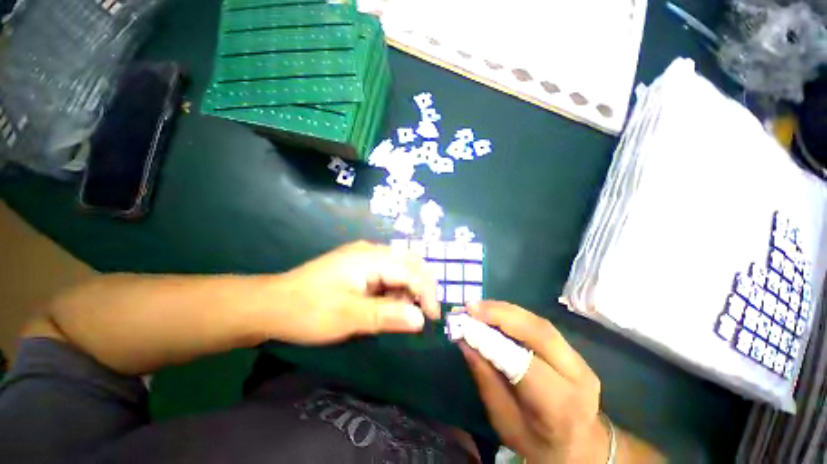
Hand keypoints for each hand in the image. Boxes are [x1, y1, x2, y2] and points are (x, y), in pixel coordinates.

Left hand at [265, 241, 439, 344]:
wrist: (271, 304)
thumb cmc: (309, 310)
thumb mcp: (349, 317)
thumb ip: (387, 316)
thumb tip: (421, 319)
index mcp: (371, 257)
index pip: (411, 271)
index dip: (427, 293)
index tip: (432, 319)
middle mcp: (372, 251)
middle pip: (410, 263)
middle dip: (420, 288)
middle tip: (420, 314)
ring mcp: (365, 256)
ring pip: (400, 268)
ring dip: (407, 290)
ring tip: (398, 313)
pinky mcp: (359, 266)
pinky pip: (387, 273)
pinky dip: (394, 289)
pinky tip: (385, 304)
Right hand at [460, 301, 607, 463]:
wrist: (582, 448)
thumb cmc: (538, 444)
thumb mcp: (504, 422)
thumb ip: (485, 379)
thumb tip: (464, 341)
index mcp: (559, 406)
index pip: (524, 364)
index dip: (492, 340)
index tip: (464, 325)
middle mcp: (576, 376)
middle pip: (538, 332)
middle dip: (500, 314)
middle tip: (470, 307)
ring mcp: (579, 360)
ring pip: (539, 323)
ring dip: (505, 310)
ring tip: (478, 307)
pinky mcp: (574, 351)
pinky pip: (540, 325)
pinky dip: (514, 315)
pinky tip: (495, 312)